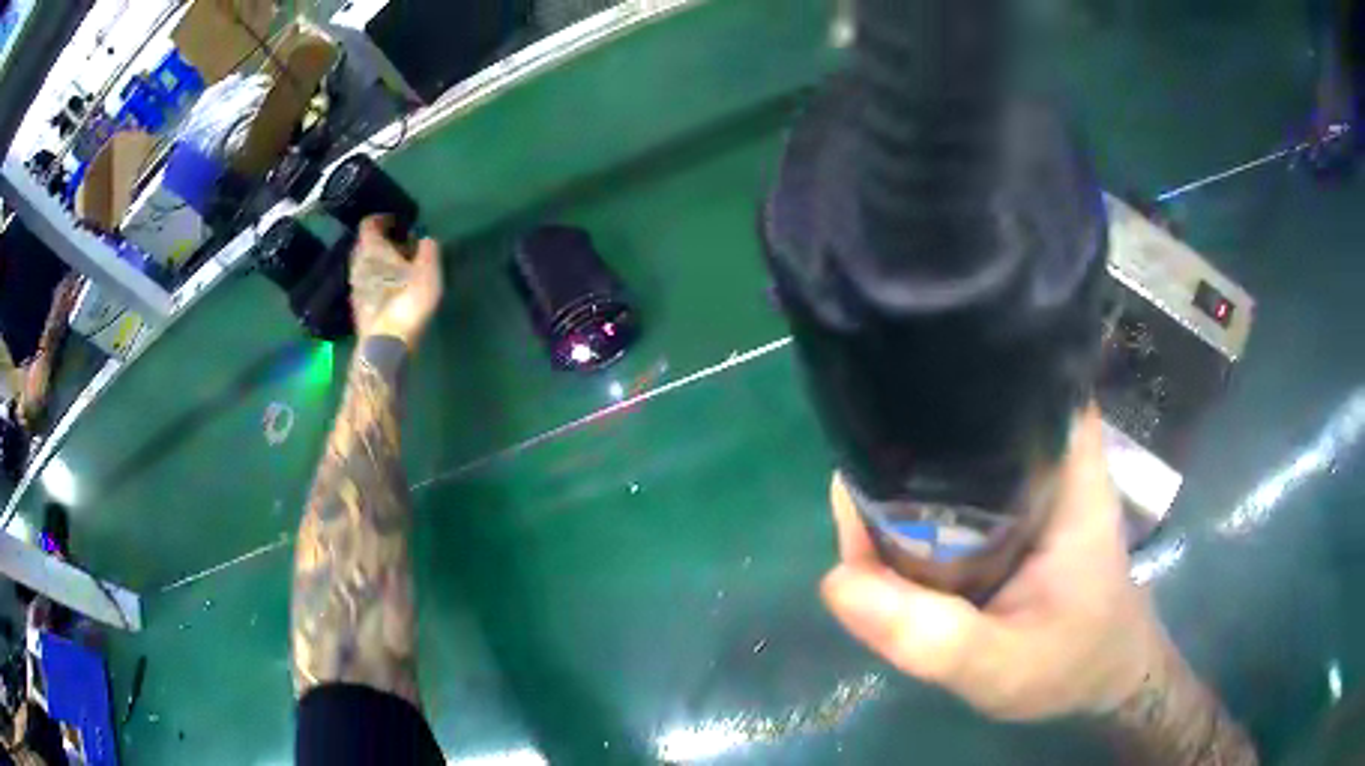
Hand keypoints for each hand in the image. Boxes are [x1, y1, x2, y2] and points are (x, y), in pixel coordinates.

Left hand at [349, 216, 443, 349]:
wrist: (386, 346)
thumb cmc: (406, 301)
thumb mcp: (428, 270)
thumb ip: (428, 248)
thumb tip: (425, 238)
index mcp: (371, 249)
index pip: (369, 223)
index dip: (384, 218)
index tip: (400, 222)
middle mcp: (357, 264)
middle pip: (366, 244)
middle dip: (383, 241)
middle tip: (403, 245)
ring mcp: (355, 287)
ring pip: (366, 265)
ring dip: (381, 263)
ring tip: (401, 269)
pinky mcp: (358, 307)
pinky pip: (367, 284)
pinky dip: (378, 281)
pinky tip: (394, 290)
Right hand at [821, 408, 1168, 720]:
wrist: (1099, 679)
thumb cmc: (1071, 665)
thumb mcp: (1002, 666)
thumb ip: (931, 637)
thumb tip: (839, 580)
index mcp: (1067, 471)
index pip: (1022, 374)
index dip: (957, 363)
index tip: (891, 383)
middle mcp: (1047, 457)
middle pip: (969, 410)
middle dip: (907, 436)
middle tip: (856, 488)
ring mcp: (1026, 480)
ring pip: (954, 448)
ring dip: (905, 475)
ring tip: (862, 518)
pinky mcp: (1009, 507)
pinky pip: (952, 485)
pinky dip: (917, 502)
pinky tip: (889, 530)